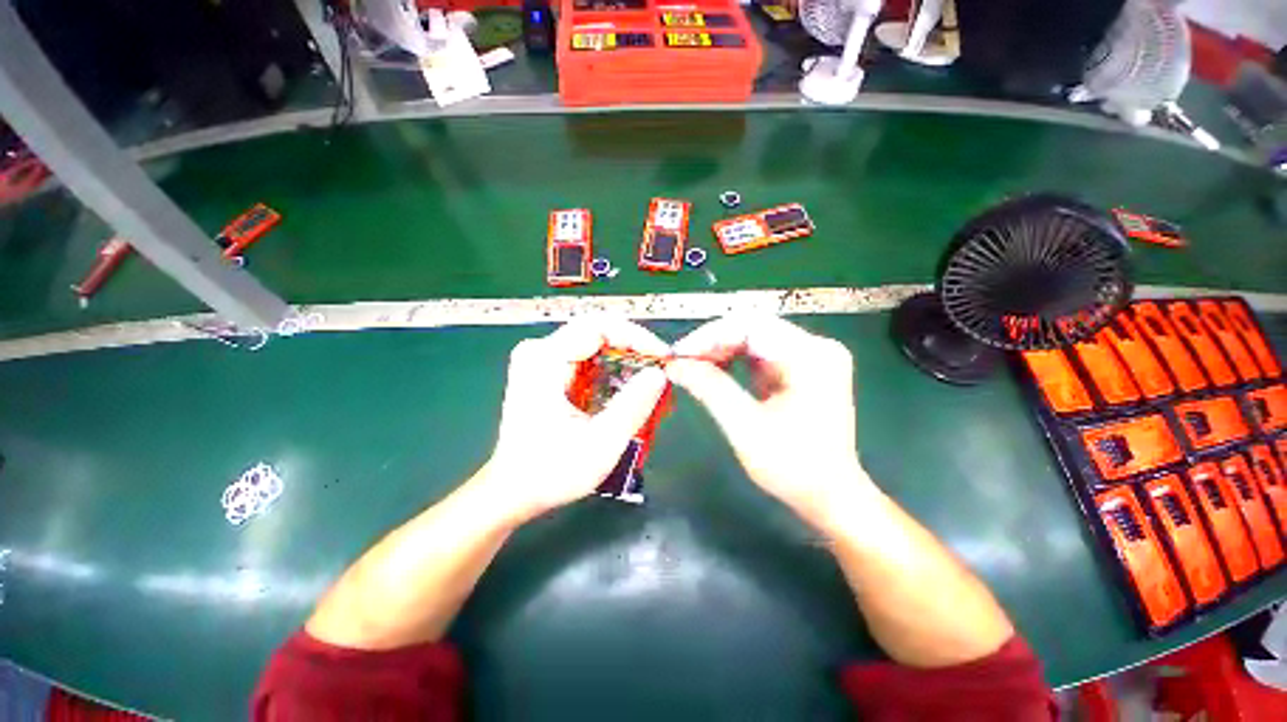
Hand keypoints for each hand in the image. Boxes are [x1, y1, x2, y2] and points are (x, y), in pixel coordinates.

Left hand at [478, 318, 669, 523]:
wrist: (513, 490)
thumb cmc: (552, 471)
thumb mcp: (601, 443)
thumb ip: (632, 406)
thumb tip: (659, 373)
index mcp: (545, 360)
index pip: (599, 326)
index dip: (636, 336)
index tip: (662, 357)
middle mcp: (540, 351)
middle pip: (598, 332)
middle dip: (634, 349)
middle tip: (660, 370)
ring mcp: (541, 359)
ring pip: (595, 345)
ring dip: (625, 361)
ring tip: (648, 383)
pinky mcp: (546, 370)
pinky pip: (588, 358)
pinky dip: (611, 370)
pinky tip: (626, 390)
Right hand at [666, 315, 869, 523]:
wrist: (830, 495)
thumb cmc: (793, 467)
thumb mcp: (745, 427)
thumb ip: (710, 389)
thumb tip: (674, 365)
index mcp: (811, 356)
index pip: (750, 325)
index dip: (709, 336)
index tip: (678, 355)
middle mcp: (816, 346)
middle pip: (752, 327)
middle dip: (713, 343)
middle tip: (682, 363)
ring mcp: (810, 356)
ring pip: (753, 338)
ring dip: (721, 351)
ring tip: (693, 368)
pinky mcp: (802, 368)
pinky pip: (760, 353)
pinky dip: (734, 360)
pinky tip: (715, 372)